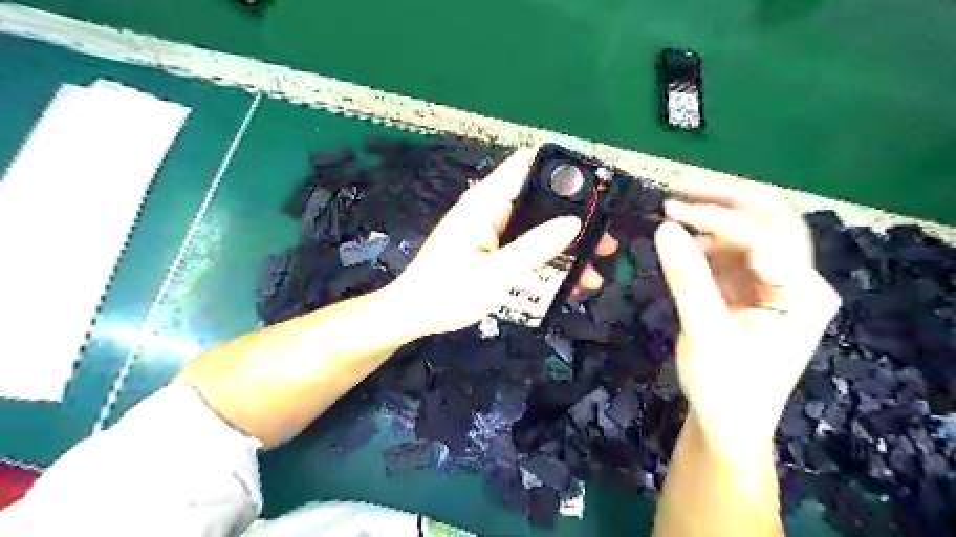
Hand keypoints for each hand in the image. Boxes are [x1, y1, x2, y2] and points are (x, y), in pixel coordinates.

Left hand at [387, 146, 620, 337]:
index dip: (560, 168)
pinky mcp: (492, 252)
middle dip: (574, 220)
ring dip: (565, 248)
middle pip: (540, 202)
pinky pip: (526, 250)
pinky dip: (547, 263)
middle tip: (604, 241)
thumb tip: (573, 224)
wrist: (413, 315)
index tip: (593, 188)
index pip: (525, 165)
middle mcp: (491, 211)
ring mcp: (492, 232)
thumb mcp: (495, 272)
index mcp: (486, 203)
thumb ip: (534, 247)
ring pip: (537, 230)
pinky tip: (567, 285)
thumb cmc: (447, 291)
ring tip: (594, 272)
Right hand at [654, 183, 837, 463]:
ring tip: (673, 209)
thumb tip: (665, 227)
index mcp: (803, 294)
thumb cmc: (726, 387)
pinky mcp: (747, 288)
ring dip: (713, 215)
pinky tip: (681, 241)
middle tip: (680, 185)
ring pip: (749, 231)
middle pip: (770, 220)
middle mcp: (795, 280)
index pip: (765, 236)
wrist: (727, 423)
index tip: (672, 210)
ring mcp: (771, 283)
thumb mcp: (705, 332)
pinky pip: (729, 252)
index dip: (719, 218)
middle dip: (725, 197)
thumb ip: (688, 278)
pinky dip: (704, 240)